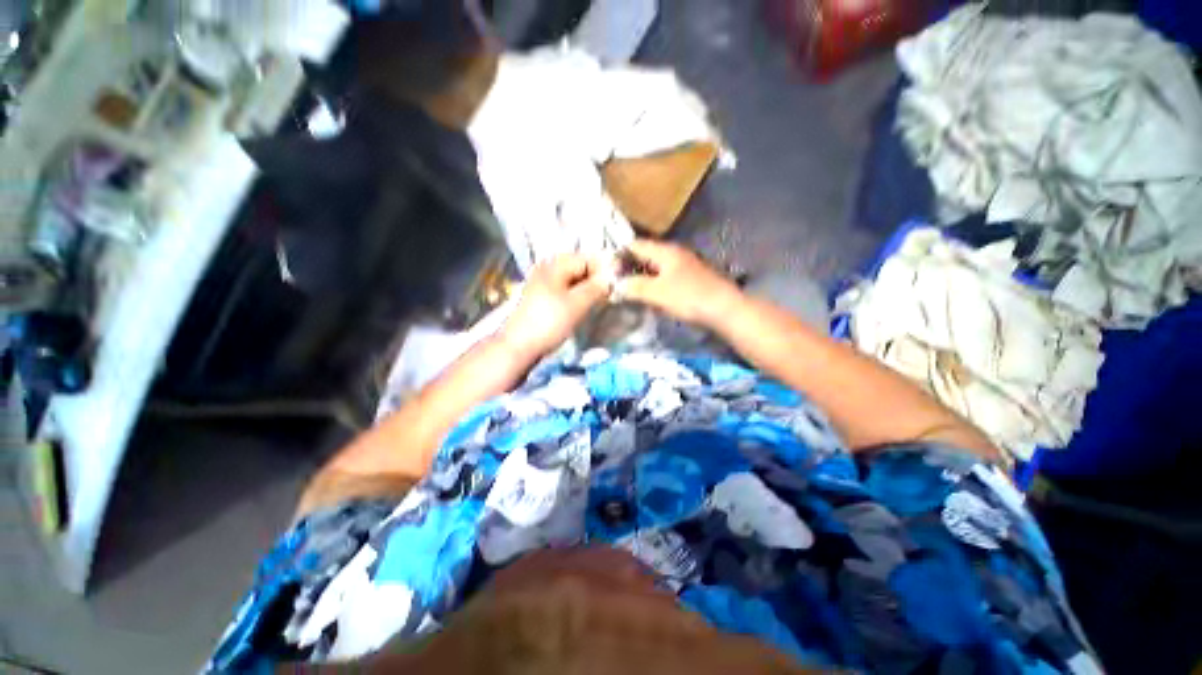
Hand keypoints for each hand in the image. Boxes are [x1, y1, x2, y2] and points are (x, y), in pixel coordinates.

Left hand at [500, 253, 609, 359]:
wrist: (519, 346)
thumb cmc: (549, 322)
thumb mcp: (577, 304)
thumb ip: (596, 287)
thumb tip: (612, 276)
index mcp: (555, 265)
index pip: (587, 259)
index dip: (603, 270)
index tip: (615, 287)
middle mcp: (547, 269)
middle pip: (579, 268)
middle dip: (595, 280)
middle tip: (607, 296)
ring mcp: (542, 284)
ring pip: (572, 281)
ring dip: (586, 290)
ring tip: (597, 304)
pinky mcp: (541, 299)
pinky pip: (564, 291)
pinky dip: (575, 297)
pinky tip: (581, 309)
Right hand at [616, 239, 741, 327]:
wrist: (725, 309)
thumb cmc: (689, 297)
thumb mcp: (657, 292)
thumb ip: (634, 287)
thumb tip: (615, 285)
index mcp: (665, 251)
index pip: (635, 245)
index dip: (618, 254)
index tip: (606, 269)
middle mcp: (674, 253)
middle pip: (645, 255)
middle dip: (628, 266)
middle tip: (613, 281)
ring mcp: (683, 265)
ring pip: (655, 266)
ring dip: (640, 276)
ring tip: (626, 289)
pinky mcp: (689, 278)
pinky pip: (664, 276)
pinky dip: (653, 283)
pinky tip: (648, 295)